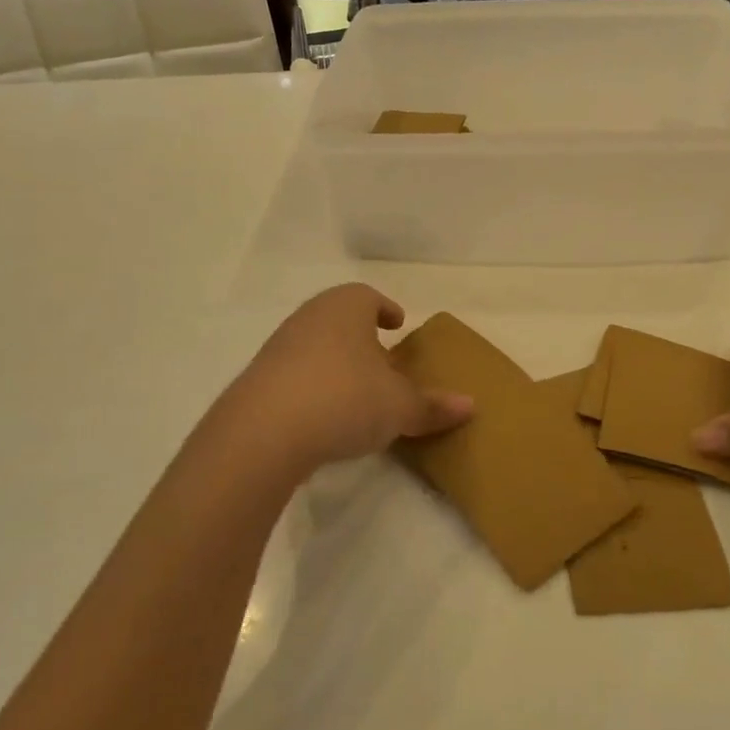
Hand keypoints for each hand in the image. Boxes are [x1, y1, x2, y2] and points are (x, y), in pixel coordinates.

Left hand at [215, 284, 472, 477]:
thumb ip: (433, 406)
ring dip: (336, 362)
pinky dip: (312, 386)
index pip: (368, 297)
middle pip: (340, 319)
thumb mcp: (399, 406)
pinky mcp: (258, 380)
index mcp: (346, 308)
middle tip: (382, 361)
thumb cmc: (345, 398)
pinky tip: (323, 415)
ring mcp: (279, 347)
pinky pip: (294, 375)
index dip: (385, 309)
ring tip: (355, 391)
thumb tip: (471, 406)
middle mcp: (310, 317)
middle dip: (361, 338)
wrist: (264, 432)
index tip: (397, 325)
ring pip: (315, 345)